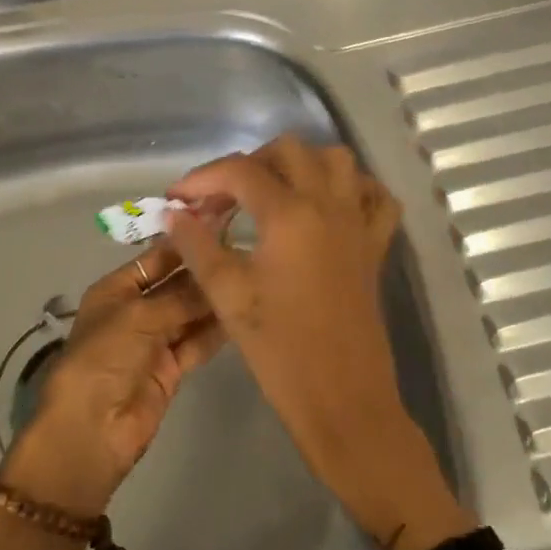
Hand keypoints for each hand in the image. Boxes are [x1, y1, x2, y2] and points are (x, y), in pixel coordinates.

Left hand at [1, 242, 224, 516]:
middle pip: (177, 284)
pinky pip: (198, 341)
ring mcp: (155, 340)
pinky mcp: (172, 368)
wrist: (92, 429)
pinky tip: (244, 312)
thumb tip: (215, 270)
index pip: (157, 257)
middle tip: (247, 251)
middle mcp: (137, 309)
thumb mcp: (139, 316)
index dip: (186, 242)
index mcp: (117, 289)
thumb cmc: (104, 357)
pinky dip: (216, 330)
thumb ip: (180, 295)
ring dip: (214, 299)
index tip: (224, 223)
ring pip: (191, 312)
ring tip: (253, 276)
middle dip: (205, 270)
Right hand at [165, 135, 470, 549]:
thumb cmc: (280, 349)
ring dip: (301, 165)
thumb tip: (174, 214)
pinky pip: (374, 197)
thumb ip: (198, 246)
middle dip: (250, 163)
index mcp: (290, 214)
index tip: (178, 198)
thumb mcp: (228, 295)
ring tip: (272, 194)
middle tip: (223, 198)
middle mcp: (329, 204)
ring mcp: (359, 222)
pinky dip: (352, 188)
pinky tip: (327, 207)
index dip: (202, 178)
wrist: (343, 399)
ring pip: (338, 161)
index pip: (240, 171)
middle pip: (290, 150)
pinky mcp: (376, 245)